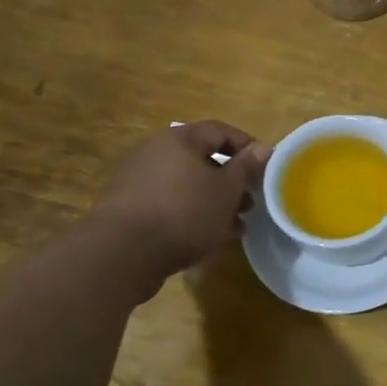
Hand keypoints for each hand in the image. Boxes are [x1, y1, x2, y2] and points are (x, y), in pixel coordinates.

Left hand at [89, 121, 270, 277]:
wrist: (120, 255)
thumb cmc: (184, 212)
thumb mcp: (226, 190)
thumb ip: (247, 167)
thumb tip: (264, 147)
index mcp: (178, 139)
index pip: (220, 131)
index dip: (247, 147)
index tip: (266, 169)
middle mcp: (154, 152)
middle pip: (203, 160)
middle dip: (231, 182)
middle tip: (250, 203)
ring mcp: (137, 181)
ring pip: (187, 185)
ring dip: (214, 202)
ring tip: (235, 227)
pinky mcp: (127, 209)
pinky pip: (169, 204)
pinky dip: (191, 214)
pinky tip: (208, 238)